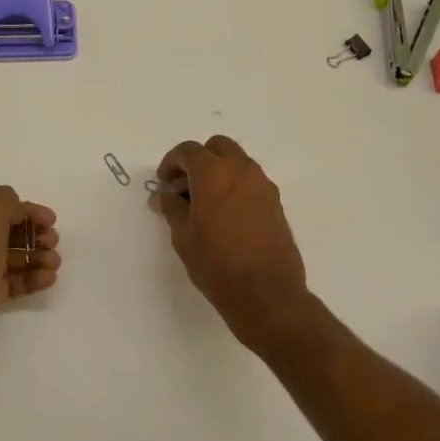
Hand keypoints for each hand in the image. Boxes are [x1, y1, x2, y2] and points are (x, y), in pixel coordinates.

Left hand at [0, 186, 59, 380]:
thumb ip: (4, 203)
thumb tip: (17, 204)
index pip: (2, 208)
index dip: (29, 212)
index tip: (53, 223)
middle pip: (8, 232)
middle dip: (35, 236)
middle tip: (54, 245)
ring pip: (12, 258)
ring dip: (36, 257)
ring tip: (54, 265)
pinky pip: (11, 281)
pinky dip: (31, 278)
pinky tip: (48, 280)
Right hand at [153, 136, 310, 348]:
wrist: (266, 293)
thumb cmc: (216, 263)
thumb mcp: (183, 236)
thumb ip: (172, 208)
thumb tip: (166, 195)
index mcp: (214, 173)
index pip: (188, 151)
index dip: (171, 163)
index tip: (164, 183)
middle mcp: (241, 170)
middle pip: (217, 147)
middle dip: (198, 160)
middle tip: (185, 187)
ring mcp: (263, 185)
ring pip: (237, 162)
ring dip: (219, 172)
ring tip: (204, 204)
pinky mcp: (275, 203)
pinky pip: (250, 182)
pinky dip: (235, 186)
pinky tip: (225, 216)